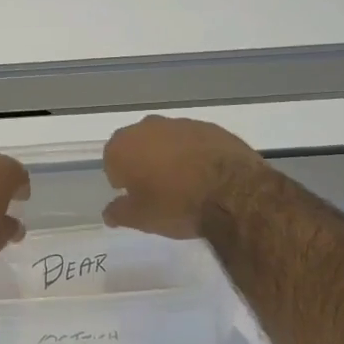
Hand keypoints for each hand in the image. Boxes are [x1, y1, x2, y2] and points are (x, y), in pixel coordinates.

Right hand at [102, 115, 266, 238]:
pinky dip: (195, 154)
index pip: (112, 161)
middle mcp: (147, 127)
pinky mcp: (210, 127)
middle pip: (138, 145)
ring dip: (170, 156)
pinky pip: (194, 141)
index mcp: (123, 146)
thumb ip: (119, 213)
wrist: (234, 194)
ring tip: (186, 183)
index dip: (122, 180)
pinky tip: (207, 176)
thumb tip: (109, 213)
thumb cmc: (176, 205)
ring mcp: (181, 123)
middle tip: (158, 190)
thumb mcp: (141, 219)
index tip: (136, 196)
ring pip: (166, 140)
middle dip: (144, 163)